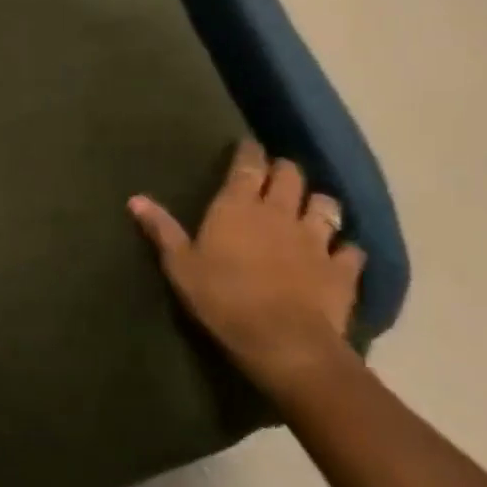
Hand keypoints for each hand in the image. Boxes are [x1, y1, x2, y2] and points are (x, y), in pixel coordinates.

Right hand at [129, 140, 364, 397]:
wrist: (282, 341)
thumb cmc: (221, 298)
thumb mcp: (180, 265)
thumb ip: (161, 229)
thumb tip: (135, 198)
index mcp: (238, 207)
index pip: (247, 166)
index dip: (249, 152)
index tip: (247, 144)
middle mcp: (280, 213)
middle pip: (290, 176)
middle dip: (284, 170)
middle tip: (276, 173)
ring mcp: (316, 240)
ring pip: (326, 205)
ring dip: (317, 202)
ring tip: (310, 207)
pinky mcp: (342, 269)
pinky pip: (351, 250)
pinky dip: (345, 248)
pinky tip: (340, 253)